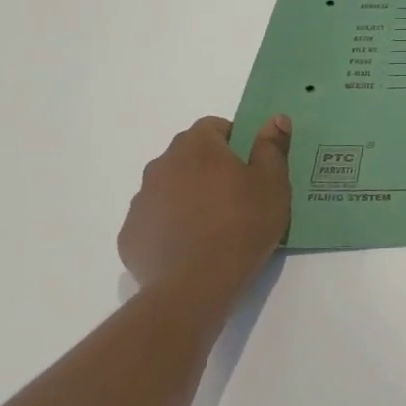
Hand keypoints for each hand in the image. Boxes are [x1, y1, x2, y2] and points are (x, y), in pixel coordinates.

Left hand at [119, 115, 291, 306]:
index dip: (234, 142)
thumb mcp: (273, 183)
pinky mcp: (130, 235)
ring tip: (213, 226)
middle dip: (209, 169)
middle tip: (235, 196)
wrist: (194, 287)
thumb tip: (275, 119)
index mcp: (196, 146)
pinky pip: (154, 220)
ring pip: (169, 187)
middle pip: (189, 156)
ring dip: (187, 196)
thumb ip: (272, 146)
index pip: (214, 127)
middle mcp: (161, 165)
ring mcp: (141, 201)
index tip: (250, 168)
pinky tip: (189, 248)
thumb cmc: (241, 225)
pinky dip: (169, 227)